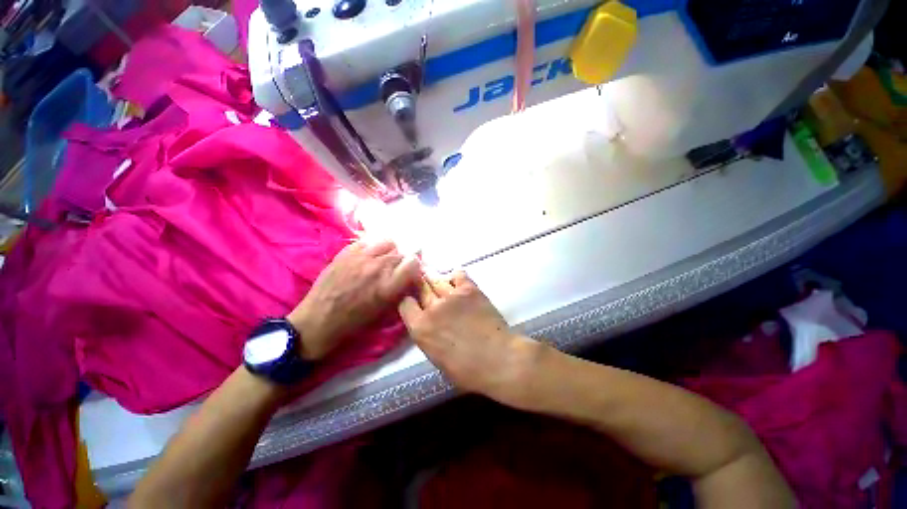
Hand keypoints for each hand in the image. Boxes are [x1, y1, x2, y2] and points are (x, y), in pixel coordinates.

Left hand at [288, 239, 419, 359]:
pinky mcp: (346, 252)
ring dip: (390, 251)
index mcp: (388, 285)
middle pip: (401, 253)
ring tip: (383, 259)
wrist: (319, 319)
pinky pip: (368, 241)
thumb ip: (400, 289)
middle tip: (396, 269)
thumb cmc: (354, 321)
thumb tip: (411, 275)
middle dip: (403, 260)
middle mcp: (377, 267)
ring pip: (388, 242)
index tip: (412, 271)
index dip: (416, 266)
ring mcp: (361, 257)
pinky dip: (373, 247)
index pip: (414, 262)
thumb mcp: (383, 310)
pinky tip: (367, 257)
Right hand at [398, 271, 539, 404]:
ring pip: (437, 279)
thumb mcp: (436, 358)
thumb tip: (427, 323)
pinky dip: (455, 276)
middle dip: (418, 284)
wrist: (498, 359)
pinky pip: (458, 275)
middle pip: (420, 288)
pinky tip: (455, 278)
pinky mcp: (469, 290)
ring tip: (432, 274)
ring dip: (433, 277)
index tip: (413, 300)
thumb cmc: (467, 370)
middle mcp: (432, 308)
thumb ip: (428, 336)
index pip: (405, 304)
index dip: (408, 301)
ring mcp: (451, 296)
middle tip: (419, 280)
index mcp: (420, 329)